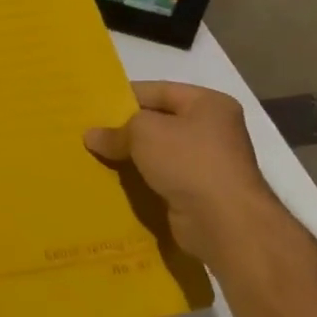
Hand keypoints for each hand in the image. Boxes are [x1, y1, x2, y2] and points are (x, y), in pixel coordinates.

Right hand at [85, 80, 285, 266]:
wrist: (226, 224)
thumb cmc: (189, 162)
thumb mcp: (143, 132)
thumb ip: (116, 130)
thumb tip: (91, 136)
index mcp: (208, 104)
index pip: (157, 91)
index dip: (124, 97)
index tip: (94, 107)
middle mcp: (213, 130)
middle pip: (158, 122)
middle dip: (125, 130)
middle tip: (91, 133)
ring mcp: (208, 164)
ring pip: (158, 153)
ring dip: (131, 157)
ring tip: (95, 156)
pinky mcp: (200, 194)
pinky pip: (162, 179)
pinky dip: (141, 180)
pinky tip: (114, 181)